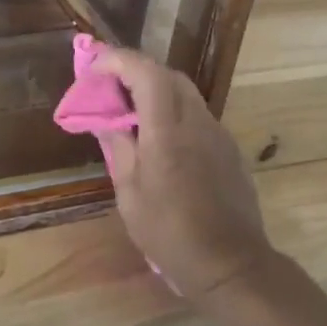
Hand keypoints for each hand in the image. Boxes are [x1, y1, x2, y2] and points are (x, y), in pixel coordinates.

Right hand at [93, 48, 276, 302]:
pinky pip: (198, 116)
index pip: (146, 72)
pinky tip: (161, 140)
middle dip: (137, 71)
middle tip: (111, 88)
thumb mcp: (130, 194)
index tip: (95, 68)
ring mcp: (218, 134)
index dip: (119, 61)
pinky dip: (174, 113)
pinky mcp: (230, 149)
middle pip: (169, 75)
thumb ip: (119, 147)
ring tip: (132, 114)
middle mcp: (197, 122)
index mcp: (167, 131)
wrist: (231, 265)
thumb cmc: (170, 233)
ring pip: (186, 94)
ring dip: (157, 92)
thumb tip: (106, 119)